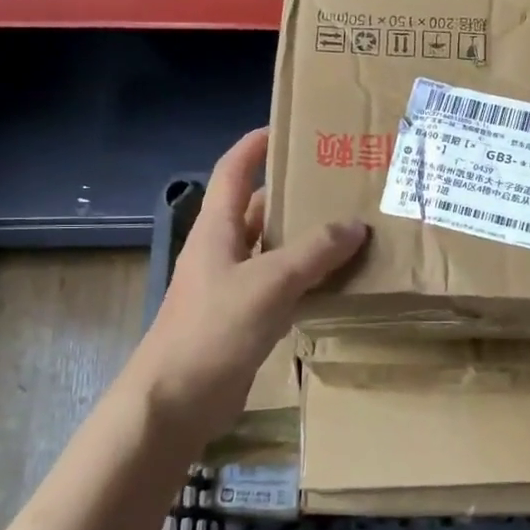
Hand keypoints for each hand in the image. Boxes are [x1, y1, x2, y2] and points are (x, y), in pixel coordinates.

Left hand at [127, 128, 367, 448]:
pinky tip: (338, 281)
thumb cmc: (214, 329)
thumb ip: (313, 252)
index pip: (233, 171)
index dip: (254, 146)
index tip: (288, 128)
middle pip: (258, 209)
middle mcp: (222, 250)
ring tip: (352, 227)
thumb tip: (354, 225)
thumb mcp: (269, 282)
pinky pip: (280, 286)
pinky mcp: (244, 319)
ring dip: (305, 239)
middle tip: (340, 183)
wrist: (176, 400)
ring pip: (273, 250)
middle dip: (294, 194)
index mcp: (217, 228)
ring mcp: (232, 286)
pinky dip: (306, 279)